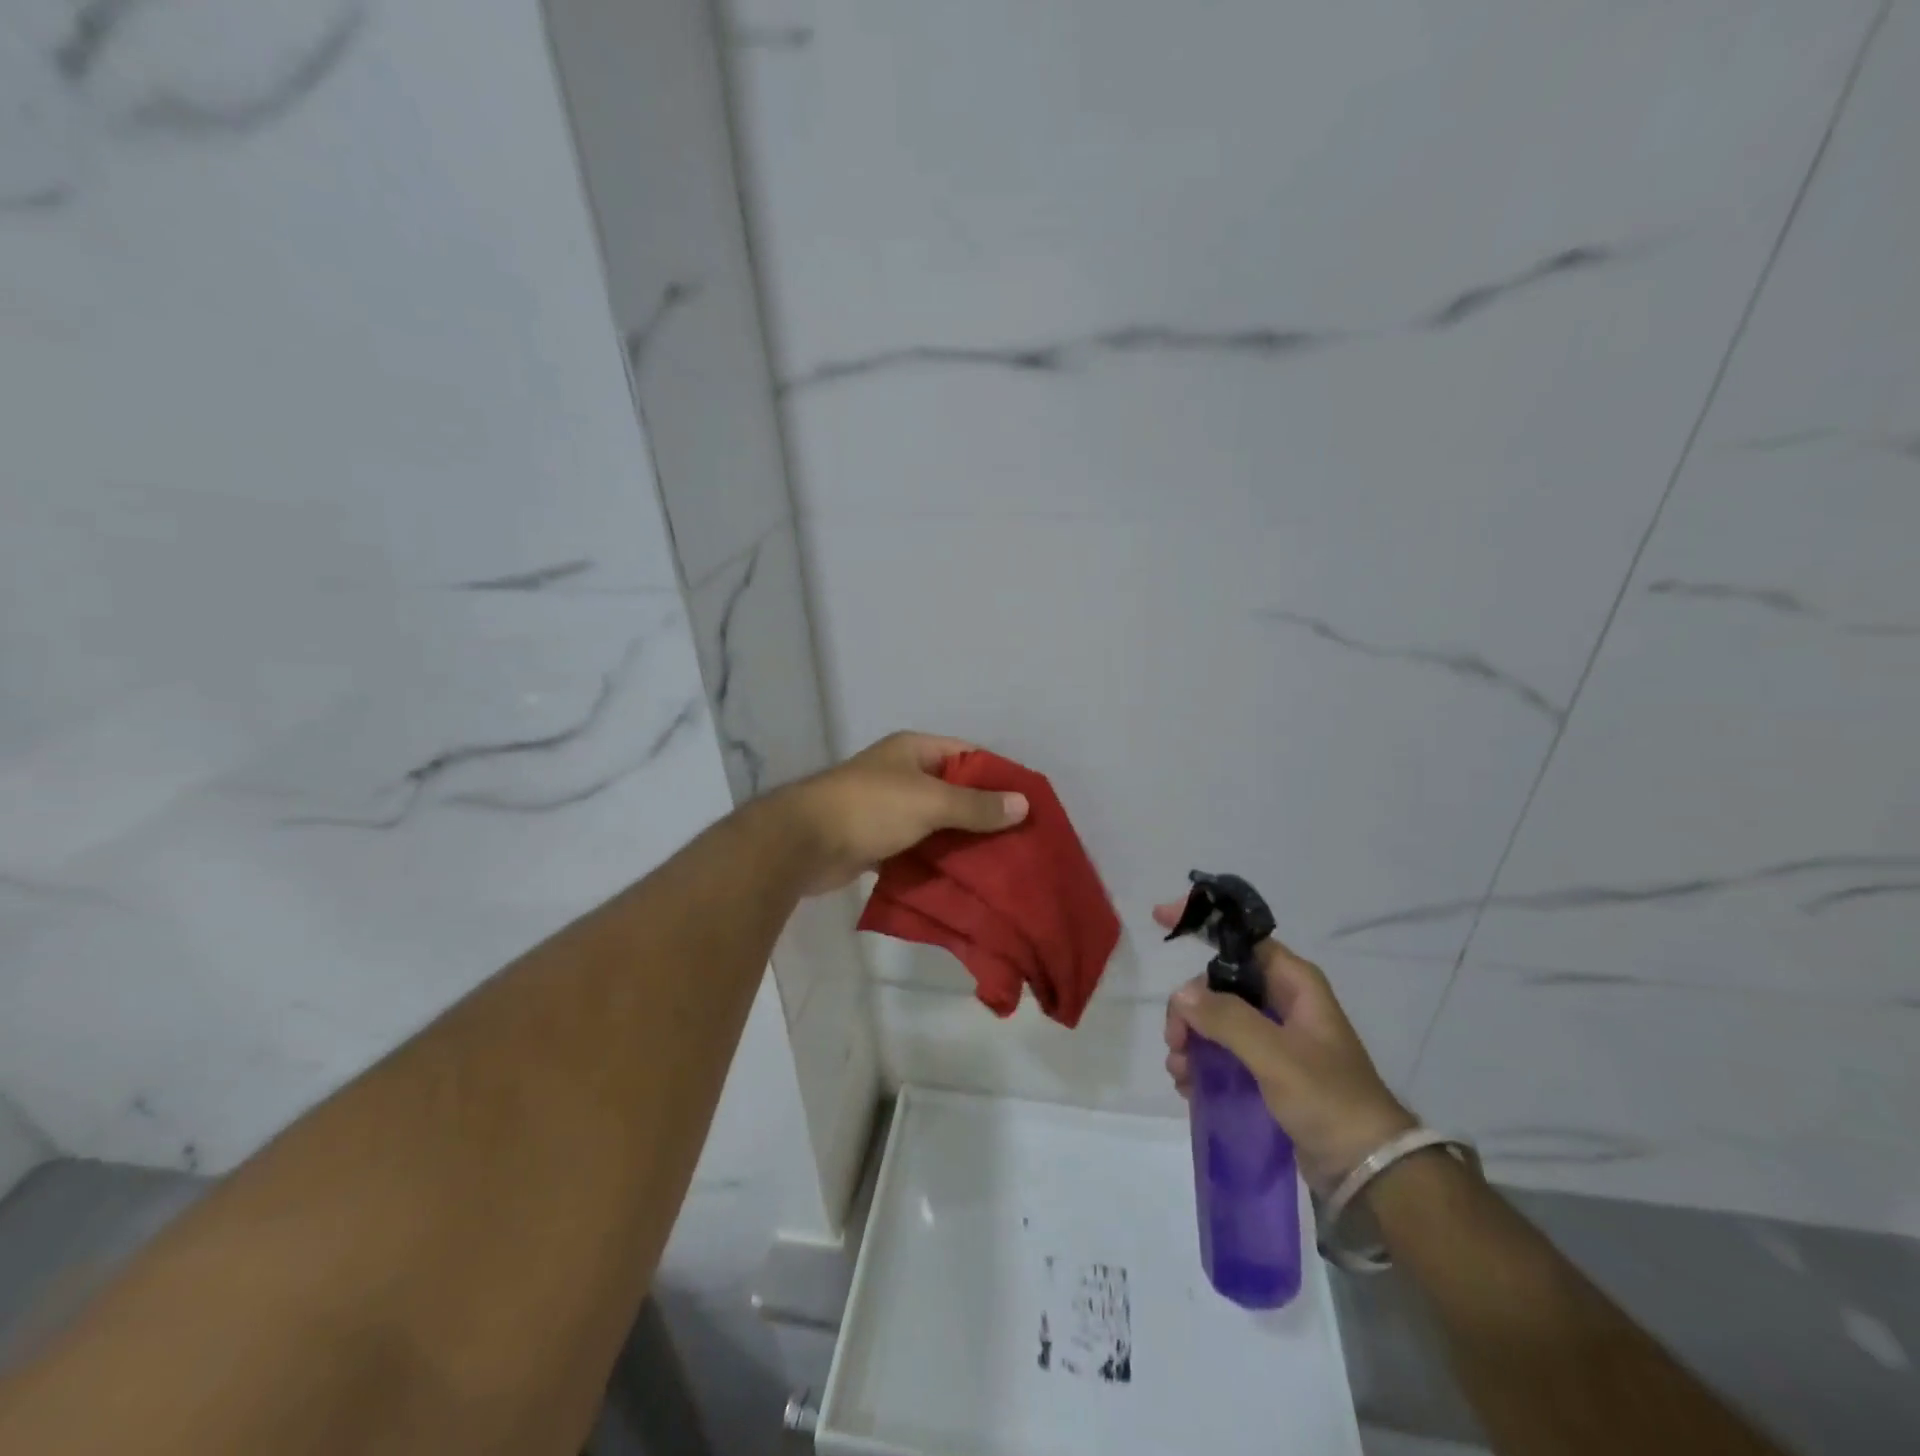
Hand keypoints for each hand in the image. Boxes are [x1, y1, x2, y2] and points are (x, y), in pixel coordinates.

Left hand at [777, 732, 1028, 894]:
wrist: (803, 843)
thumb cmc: (870, 807)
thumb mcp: (930, 801)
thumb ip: (976, 805)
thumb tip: (1024, 804)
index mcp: (914, 750)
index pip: (968, 755)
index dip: (997, 776)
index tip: (1026, 803)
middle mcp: (902, 774)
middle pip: (953, 790)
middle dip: (983, 813)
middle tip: (1018, 840)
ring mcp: (887, 808)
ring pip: (935, 822)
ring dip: (960, 840)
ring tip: (999, 862)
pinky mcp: (876, 840)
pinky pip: (916, 846)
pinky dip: (935, 858)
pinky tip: (962, 877)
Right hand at [1157, 901, 1415, 1190]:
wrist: (1367, 1169)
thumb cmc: (1328, 1099)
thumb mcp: (1276, 1055)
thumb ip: (1227, 1019)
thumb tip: (1181, 995)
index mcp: (1294, 983)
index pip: (1241, 938)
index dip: (1203, 924)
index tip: (1160, 918)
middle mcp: (1283, 1001)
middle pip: (1219, 984)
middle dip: (1189, 1008)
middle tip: (1175, 1041)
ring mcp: (1275, 1036)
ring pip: (1216, 1018)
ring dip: (1191, 1039)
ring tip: (1180, 1072)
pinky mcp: (1268, 1068)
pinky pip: (1222, 1050)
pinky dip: (1201, 1061)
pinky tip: (1188, 1085)